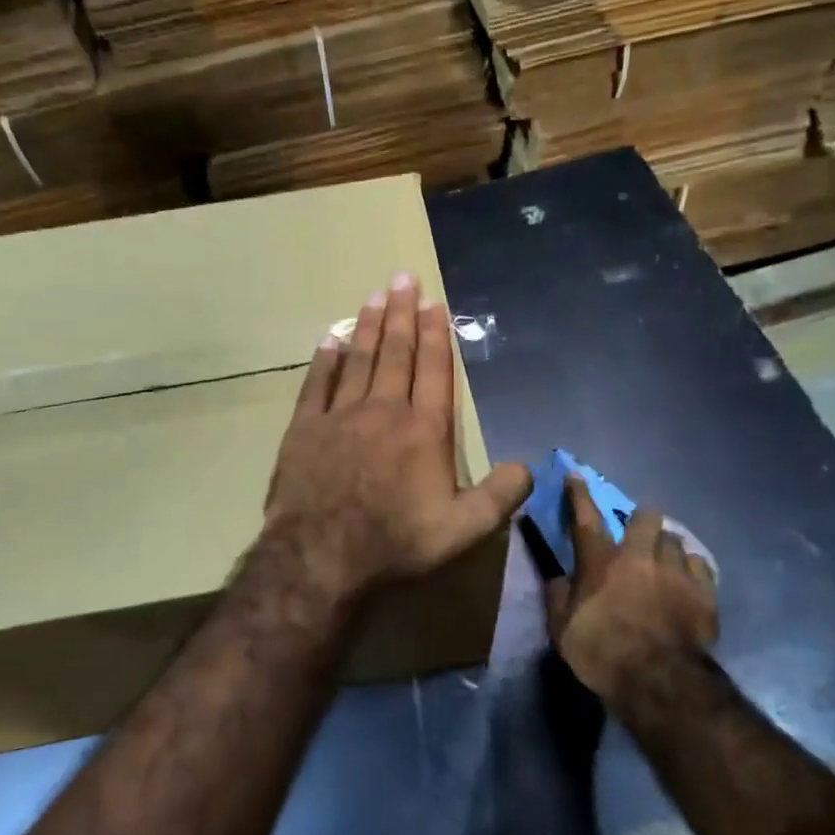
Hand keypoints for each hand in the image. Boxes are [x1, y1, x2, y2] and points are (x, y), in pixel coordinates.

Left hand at [265, 272, 531, 602]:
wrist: (321, 556)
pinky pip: (316, 384)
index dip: (436, 334)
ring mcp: (340, 416)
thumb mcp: (464, 529)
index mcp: (424, 429)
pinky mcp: (305, 429)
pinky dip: (325, 359)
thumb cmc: (396, 542)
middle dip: (402, 314)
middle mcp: (384, 410)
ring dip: (369, 326)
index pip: (433, 370)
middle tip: (403, 278)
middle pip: (396, 353)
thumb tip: (529, 467)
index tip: (434, 303)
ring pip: (359, 359)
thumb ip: (500, 495)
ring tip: (375, 295)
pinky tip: (330, 339)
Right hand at [544, 478, 718, 715]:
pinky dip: (693, 569)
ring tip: (666, 562)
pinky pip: (701, 565)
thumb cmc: (601, 653)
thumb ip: (558, 597)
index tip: (576, 475)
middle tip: (639, 535)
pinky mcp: (705, 592)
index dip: (578, 494)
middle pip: (646, 517)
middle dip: (642, 520)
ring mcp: (676, 571)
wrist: (658, 681)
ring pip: (676, 539)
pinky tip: (690, 579)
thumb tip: (559, 578)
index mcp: (600, 562)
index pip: (585, 518)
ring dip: (667, 547)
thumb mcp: (562, 629)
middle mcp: (639, 556)